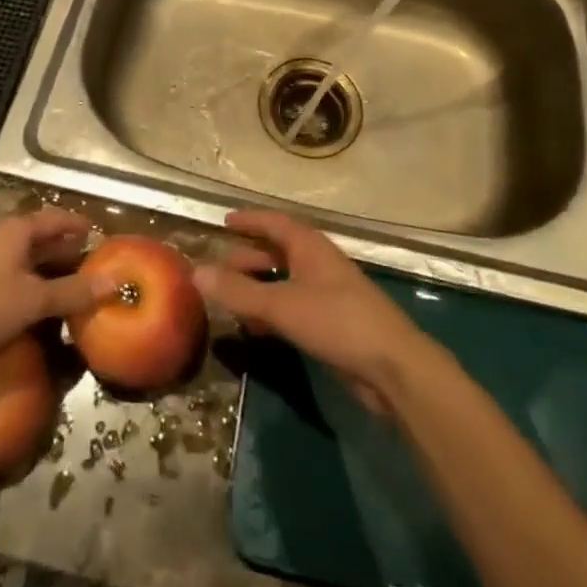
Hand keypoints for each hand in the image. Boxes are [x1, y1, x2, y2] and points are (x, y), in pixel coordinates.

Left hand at [0, 209, 114, 369]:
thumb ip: (73, 291)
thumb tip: (113, 283)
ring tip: (66, 281)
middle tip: (86, 259)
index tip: (95, 231)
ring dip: (43, 267)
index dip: (75, 224)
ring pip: (20, 257)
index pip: (53, 218)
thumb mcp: (35, 299)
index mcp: (14, 229)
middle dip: (61, 247)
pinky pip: (6, 274)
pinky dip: (25, 282)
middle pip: (36, 236)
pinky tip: (34, 301)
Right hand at [193, 210, 437, 412]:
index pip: (274, 222)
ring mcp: (326, 293)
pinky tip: (255, 329)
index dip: (250, 220)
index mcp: (309, 246)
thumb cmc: (336, 321)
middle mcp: (317, 262)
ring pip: (284, 281)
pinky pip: (292, 307)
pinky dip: (271, 311)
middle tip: (219, 267)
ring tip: (229, 300)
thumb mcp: (281, 305)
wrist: (391, 366)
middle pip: (278, 251)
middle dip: (248, 257)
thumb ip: (238, 292)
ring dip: (258, 287)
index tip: (224, 221)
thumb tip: (195, 272)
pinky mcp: (331, 323)